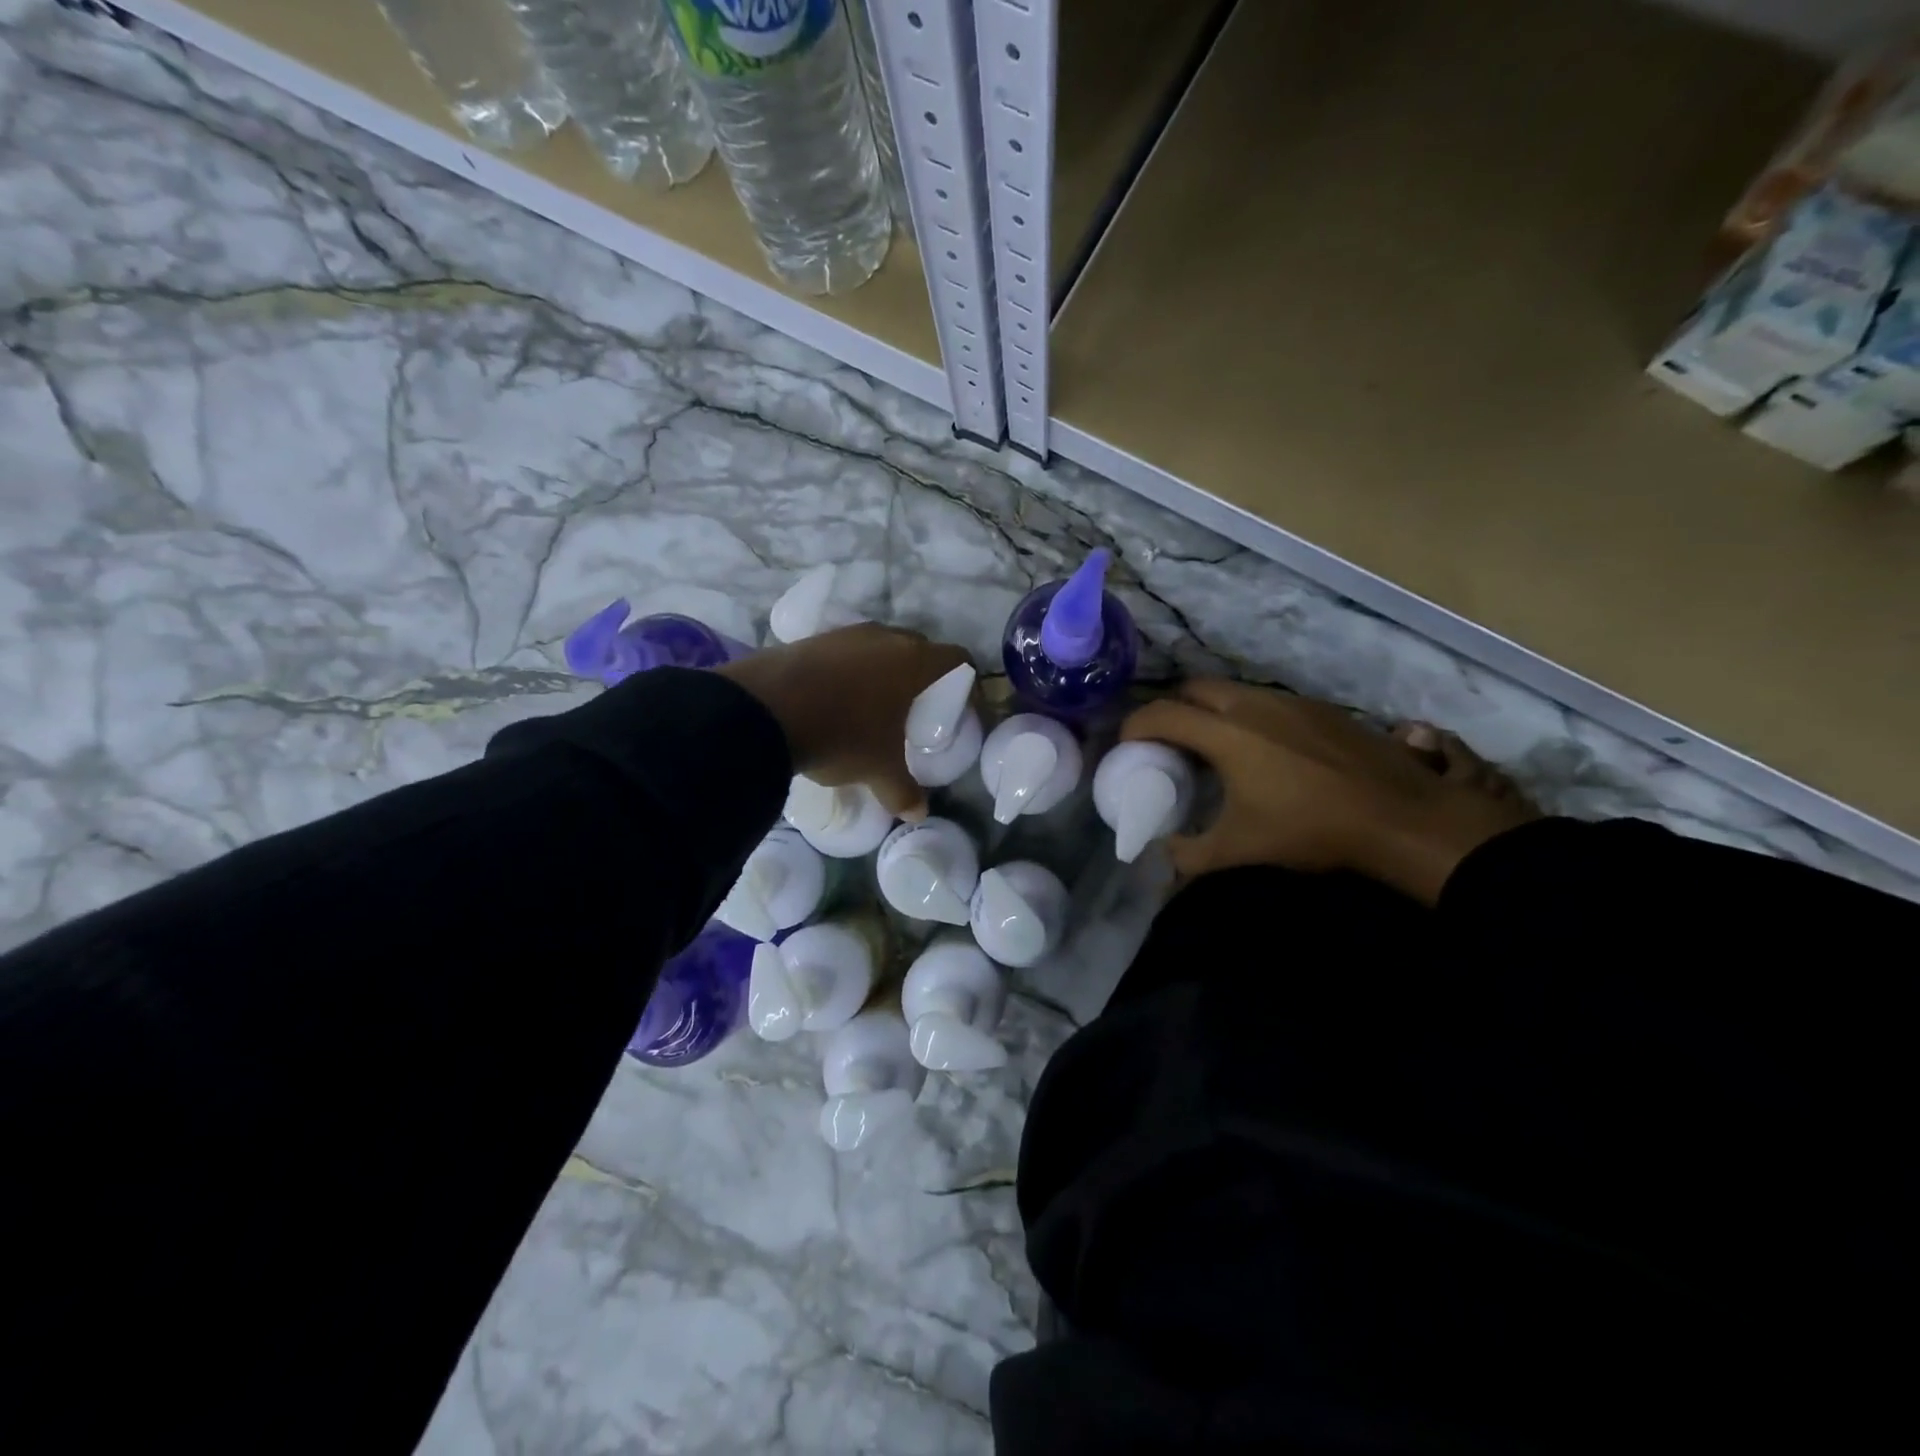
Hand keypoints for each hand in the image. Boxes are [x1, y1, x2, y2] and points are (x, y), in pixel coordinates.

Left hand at [720, 625, 970, 818]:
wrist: (764, 710)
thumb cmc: (842, 734)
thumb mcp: (877, 769)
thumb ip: (902, 790)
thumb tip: (917, 814)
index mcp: (913, 662)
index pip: (958, 659)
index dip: (968, 682)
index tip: (962, 707)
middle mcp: (885, 637)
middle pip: (919, 649)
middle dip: (924, 676)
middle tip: (918, 708)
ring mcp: (845, 634)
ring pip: (879, 648)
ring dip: (884, 672)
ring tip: (875, 706)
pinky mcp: (812, 639)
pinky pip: (845, 653)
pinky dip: (850, 672)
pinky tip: (836, 700)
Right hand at [1121, 679, 1539, 904]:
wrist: (1400, 816)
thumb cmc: (1311, 829)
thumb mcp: (1241, 851)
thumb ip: (1190, 856)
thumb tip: (1163, 856)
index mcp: (1225, 734)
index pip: (1162, 714)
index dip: (1135, 725)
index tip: (1126, 744)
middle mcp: (1252, 706)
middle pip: (1194, 688)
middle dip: (1171, 707)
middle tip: (1168, 740)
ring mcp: (1290, 702)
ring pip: (1233, 691)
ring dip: (1211, 709)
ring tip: (1213, 744)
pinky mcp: (1321, 707)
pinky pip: (1266, 701)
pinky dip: (1247, 715)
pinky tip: (1264, 748)